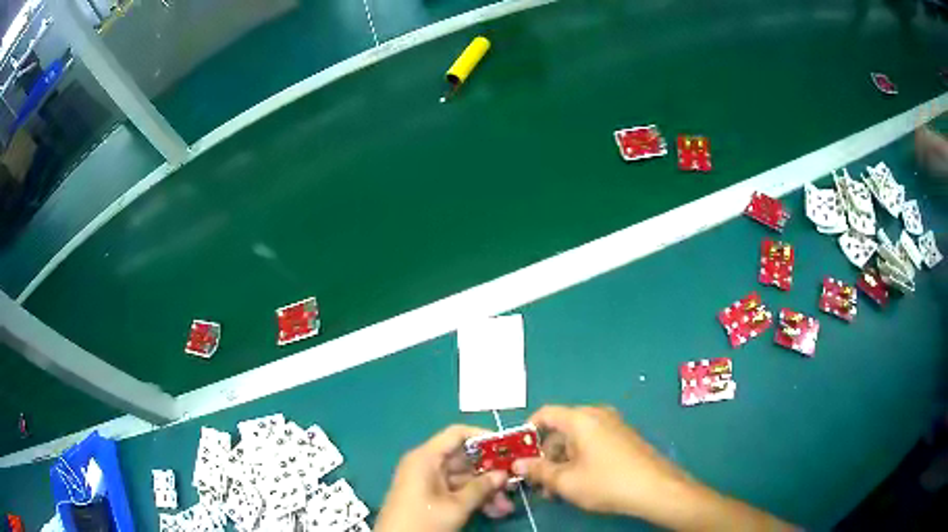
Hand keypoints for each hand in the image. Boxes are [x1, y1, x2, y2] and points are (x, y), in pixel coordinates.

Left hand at [375, 425, 510, 531]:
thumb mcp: (456, 507)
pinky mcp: (429, 497)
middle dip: (490, 473)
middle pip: (464, 459)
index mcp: (426, 458)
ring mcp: (427, 482)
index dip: (483, 437)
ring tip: (506, 507)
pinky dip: (474, 499)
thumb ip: (481, 488)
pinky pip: (456, 491)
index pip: (457, 434)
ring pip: (463, 478)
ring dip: (486, 491)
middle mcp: (426, 465)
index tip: (508, 448)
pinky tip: (494, 512)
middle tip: (514, 484)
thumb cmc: (423, 521)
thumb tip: (503, 474)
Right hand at [512, 405, 689, 516]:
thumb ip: (538, 471)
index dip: (527, 432)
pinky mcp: (623, 437)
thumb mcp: (566, 481)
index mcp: (580, 419)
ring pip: (576, 439)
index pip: (545, 414)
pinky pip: (592, 442)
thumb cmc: (606, 482)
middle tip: (539, 482)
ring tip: (558, 489)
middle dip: (546, 456)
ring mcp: (613, 425)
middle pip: (560, 429)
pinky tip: (579, 482)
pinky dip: (580, 459)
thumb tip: (518, 464)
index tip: (519, 455)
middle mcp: (597, 415)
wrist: (655, 488)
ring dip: (562, 461)